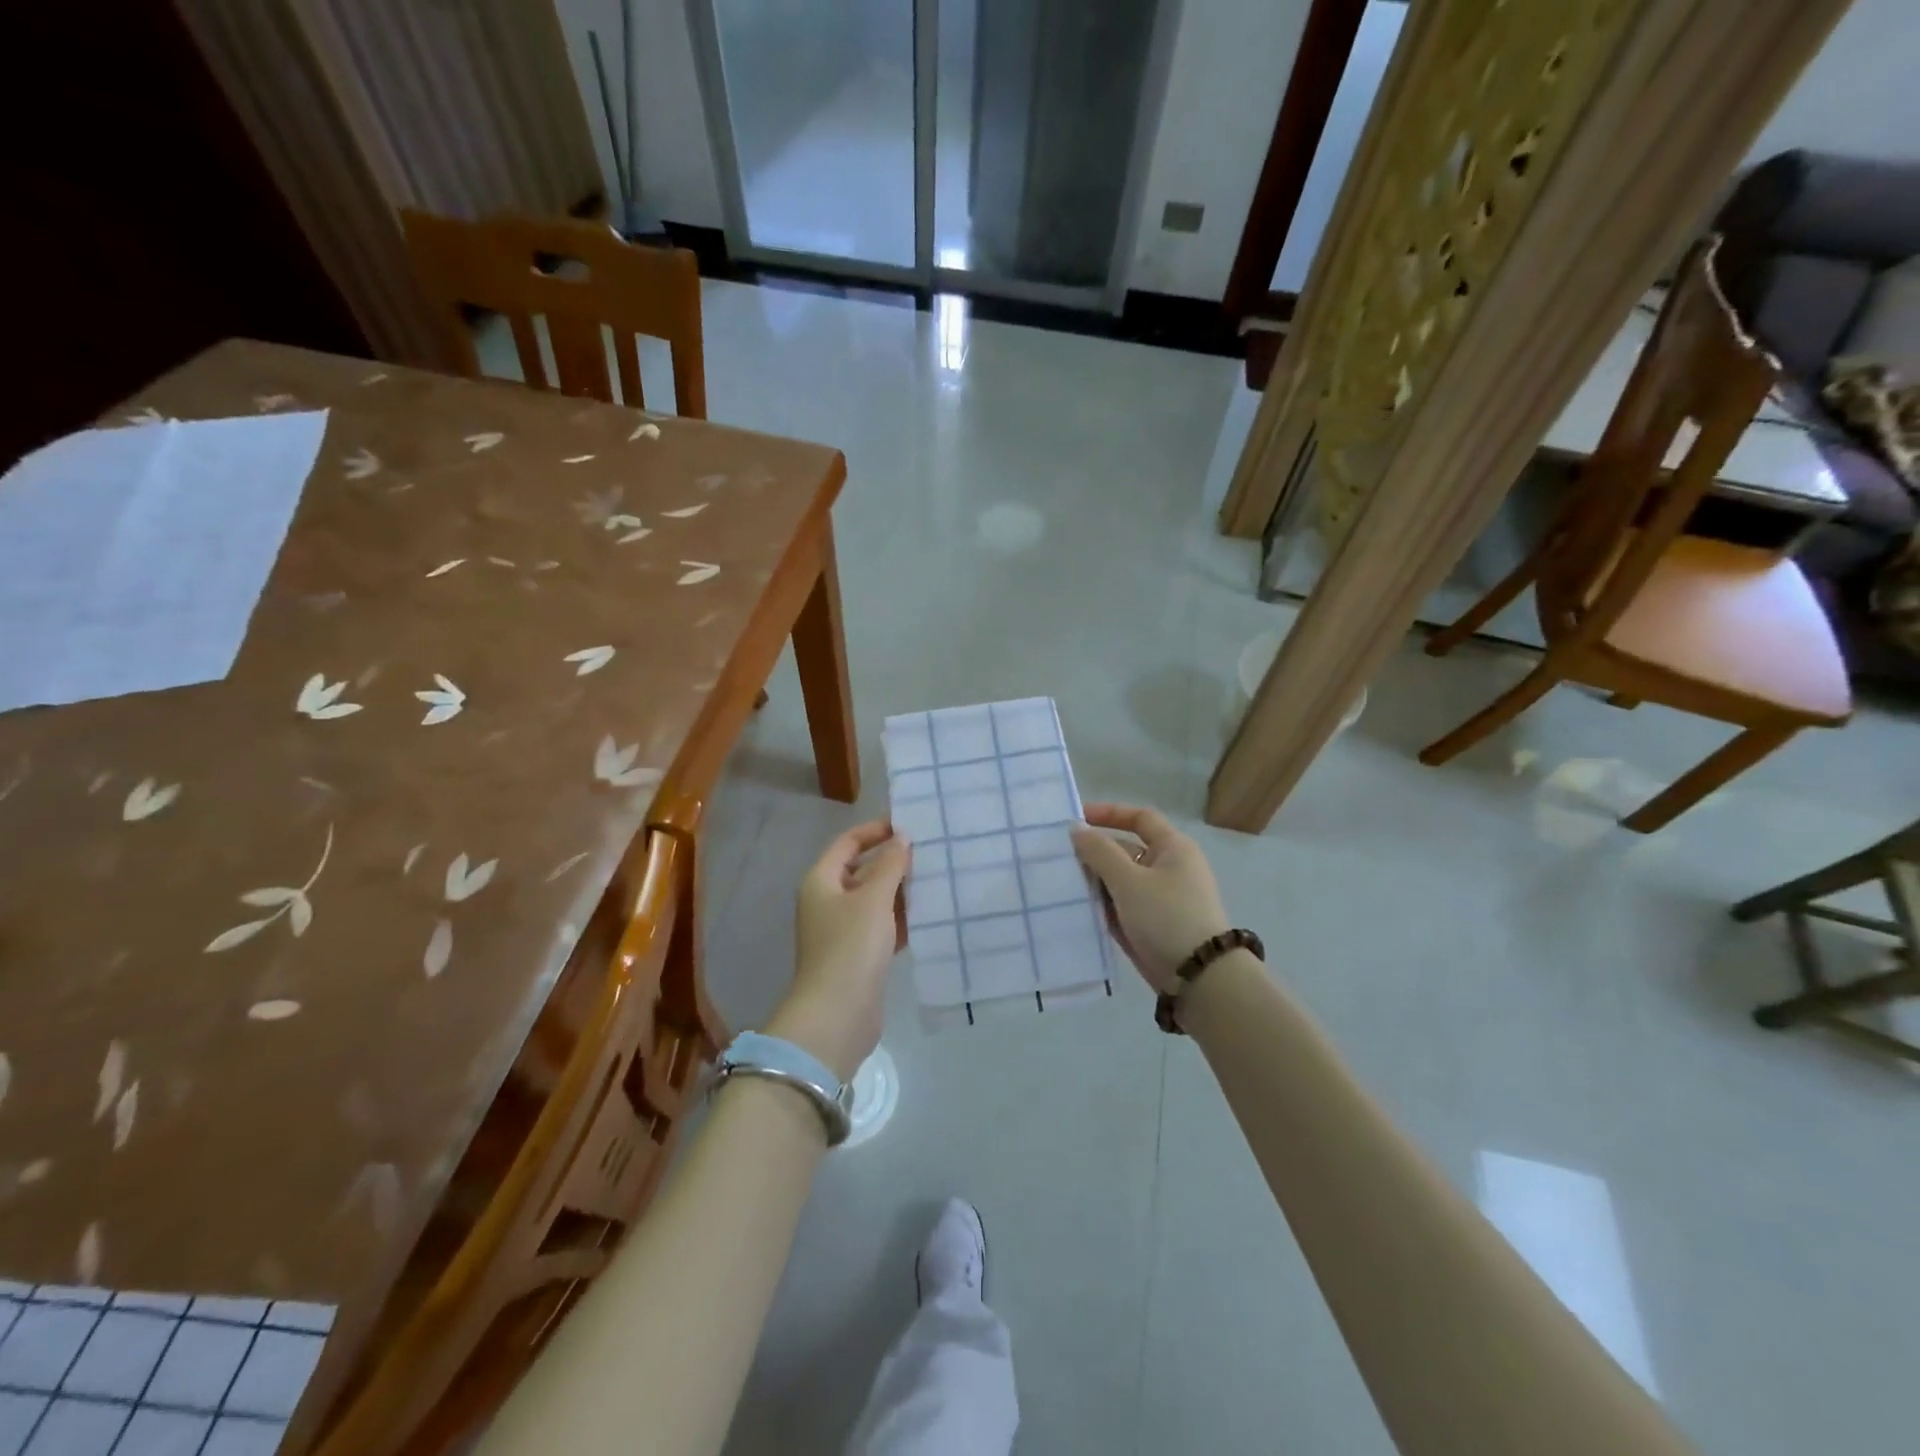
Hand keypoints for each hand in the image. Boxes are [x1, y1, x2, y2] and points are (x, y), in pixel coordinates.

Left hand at [768, 820, 910, 1081]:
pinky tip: (930, 913)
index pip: (848, 843)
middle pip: (862, 870)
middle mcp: (828, 901)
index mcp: (822, 881)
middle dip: (893, 861)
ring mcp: (843, 930)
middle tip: (930, 851)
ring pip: (875, 899)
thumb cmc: (851, 947)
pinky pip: (883, 925)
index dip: (875, 830)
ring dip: (901, 889)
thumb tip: (902, 839)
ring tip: (937, 877)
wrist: (838, 1015)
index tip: (909, 825)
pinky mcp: (860, 955)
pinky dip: (902, 917)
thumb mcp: (873, 899)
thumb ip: (890, 865)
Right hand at [1070, 803, 1230, 993]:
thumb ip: (1099, 852)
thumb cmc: (1166, 917)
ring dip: (1096, 882)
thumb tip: (1077, 829)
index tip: (1076, 820)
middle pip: (1127, 850)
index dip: (1109, 814)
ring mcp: (1163, 899)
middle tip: (1060, 859)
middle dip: (1095, 854)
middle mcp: (1170, 869)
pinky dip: (1104, 906)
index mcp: (1173, 848)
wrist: (1200, 978)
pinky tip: (1078, 910)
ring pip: (1122, 881)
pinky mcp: (1155, 926)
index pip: (1140, 818)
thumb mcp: (1128, 880)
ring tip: (1062, 885)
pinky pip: (1124, 907)